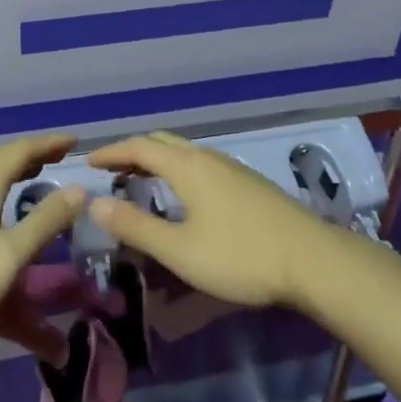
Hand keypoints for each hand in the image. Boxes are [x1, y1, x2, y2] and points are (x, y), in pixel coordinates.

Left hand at [0, 134, 85, 351]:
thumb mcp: (10, 254)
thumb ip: (45, 221)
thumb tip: (78, 189)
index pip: (19, 151)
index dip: (48, 143)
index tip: (74, 142)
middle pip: (3, 159)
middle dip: (33, 153)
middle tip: (61, 154)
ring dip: (17, 168)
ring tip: (39, 172)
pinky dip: (4, 187)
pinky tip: (7, 207)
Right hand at [85, 131, 333, 308]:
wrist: (312, 260)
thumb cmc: (241, 256)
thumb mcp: (180, 250)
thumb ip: (136, 227)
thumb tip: (95, 203)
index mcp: (186, 166)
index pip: (138, 147)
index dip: (110, 152)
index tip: (88, 162)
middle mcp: (206, 157)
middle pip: (161, 141)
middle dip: (132, 150)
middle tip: (111, 169)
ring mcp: (231, 166)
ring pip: (183, 150)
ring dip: (156, 157)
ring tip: (140, 178)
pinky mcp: (247, 181)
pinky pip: (200, 161)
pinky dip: (177, 167)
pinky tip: (183, 193)